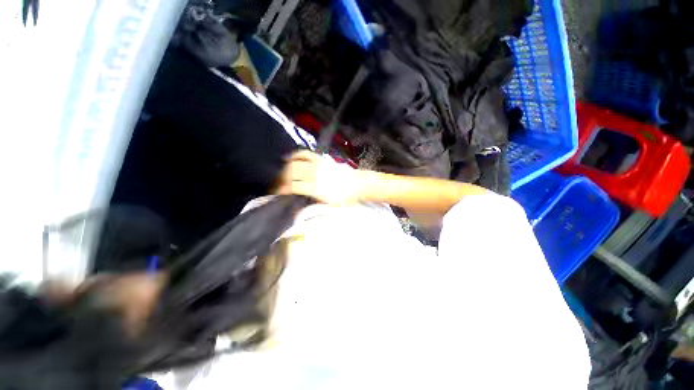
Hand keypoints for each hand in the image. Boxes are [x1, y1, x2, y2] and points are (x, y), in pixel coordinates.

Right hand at [275, 150, 362, 204]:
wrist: (357, 184)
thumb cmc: (344, 198)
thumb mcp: (330, 206)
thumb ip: (312, 207)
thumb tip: (296, 212)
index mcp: (317, 188)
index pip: (293, 186)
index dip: (282, 190)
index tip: (276, 194)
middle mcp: (315, 174)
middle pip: (291, 173)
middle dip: (280, 179)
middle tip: (276, 185)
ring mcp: (318, 164)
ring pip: (294, 163)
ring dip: (284, 169)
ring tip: (281, 176)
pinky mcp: (320, 159)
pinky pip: (303, 153)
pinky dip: (294, 155)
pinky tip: (288, 159)